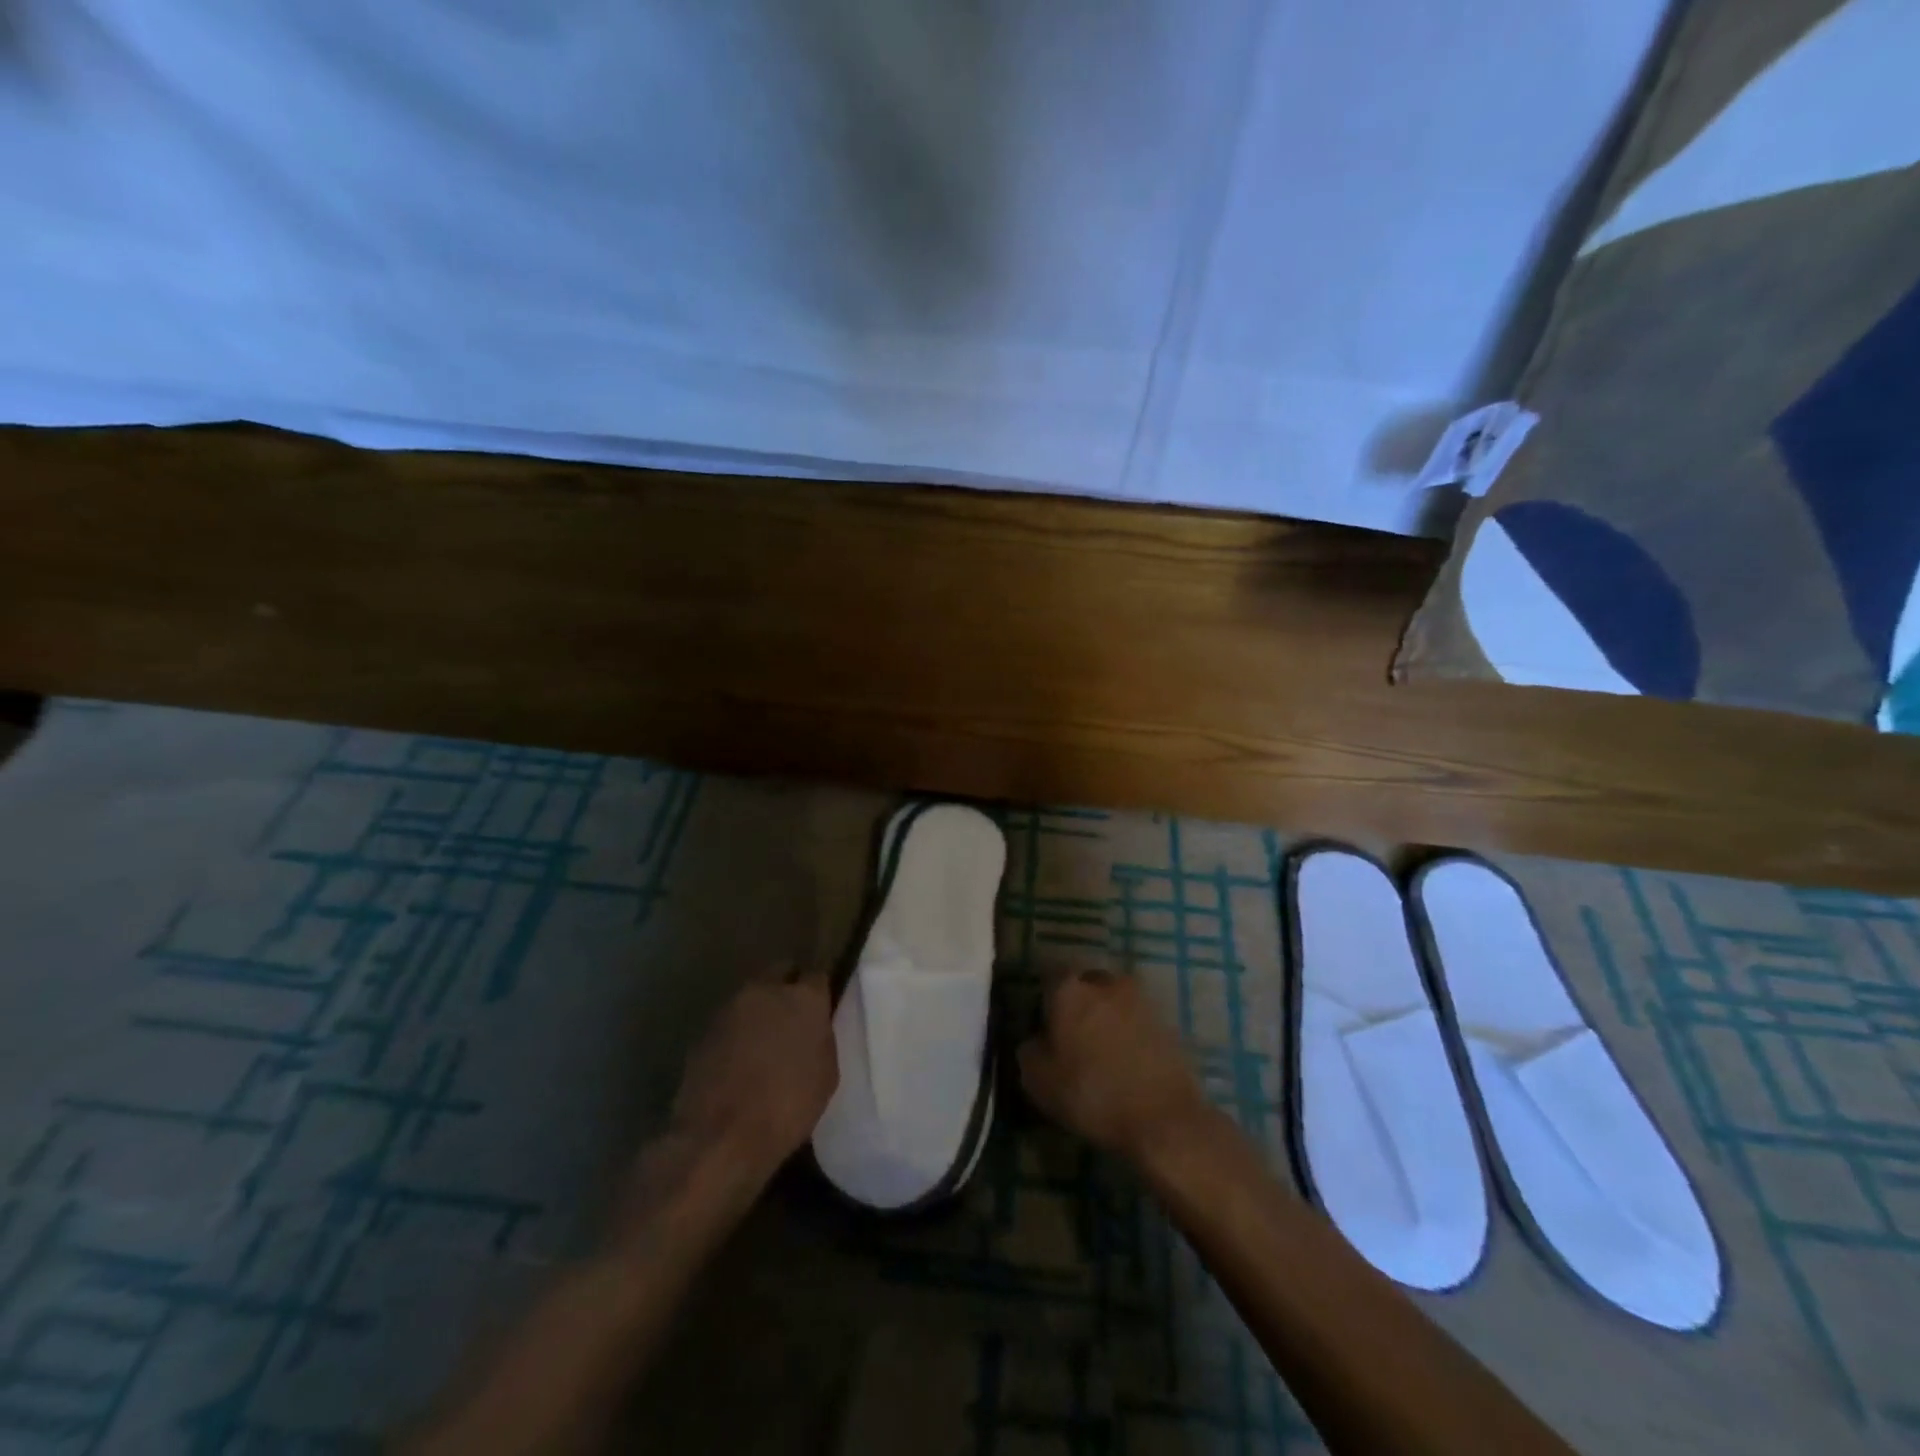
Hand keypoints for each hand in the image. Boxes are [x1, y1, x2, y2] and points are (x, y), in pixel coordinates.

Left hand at [670, 968, 838, 1182]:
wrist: (720, 1136)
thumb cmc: (787, 1107)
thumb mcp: (825, 1074)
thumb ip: (821, 1038)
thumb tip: (813, 1028)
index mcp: (804, 998)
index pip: (817, 975)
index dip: (819, 991)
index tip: (821, 1008)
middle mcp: (766, 990)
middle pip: (781, 972)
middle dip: (787, 987)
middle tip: (793, 1017)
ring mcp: (730, 1007)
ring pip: (752, 996)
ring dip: (760, 1010)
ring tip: (764, 1041)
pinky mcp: (704, 1029)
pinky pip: (730, 1021)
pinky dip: (737, 1033)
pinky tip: (739, 1059)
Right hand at [1018, 971, 1214, 1164]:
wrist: (1165, 1119)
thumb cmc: (1092, 1094)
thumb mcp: (1038, 1081)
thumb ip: (1029, 1050)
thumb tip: (1037, 1040)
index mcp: (1070, 989)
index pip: (1049, 977)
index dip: (1044, 1001)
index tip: (1043, 1026)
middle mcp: (1106, 981)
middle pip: (1086, 984)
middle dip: (1079, 1005)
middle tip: (1074, 1038)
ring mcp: (1142, 998)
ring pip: (1115, 1001)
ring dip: (1108, 1018)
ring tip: (1104, 1053)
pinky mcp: (1169, 1020)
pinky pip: (1139, 1020)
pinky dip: (1132, 1034)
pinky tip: (1129, 1062)